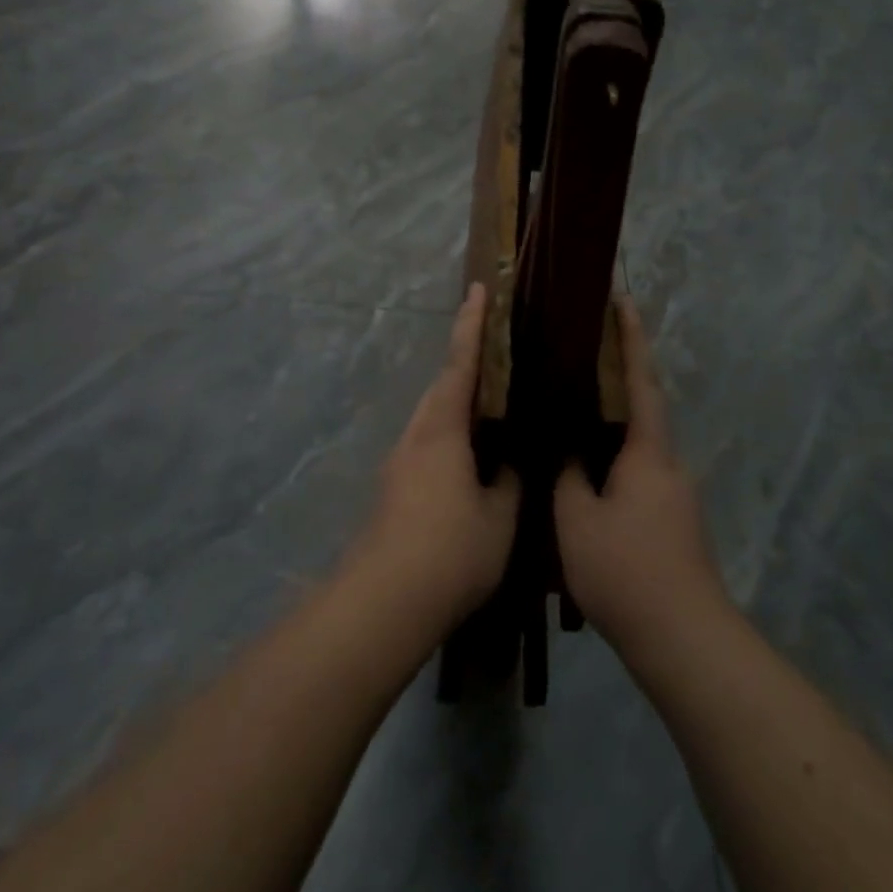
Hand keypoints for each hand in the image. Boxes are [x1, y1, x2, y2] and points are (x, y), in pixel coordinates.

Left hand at [350, 283, 520, 633]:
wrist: (384, 602)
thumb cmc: (450, 550)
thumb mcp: (499, 516)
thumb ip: (508, 482)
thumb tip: (507, 465)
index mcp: (442, 429)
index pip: (461, 363)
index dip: (472, 324)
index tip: (479, 289)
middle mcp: (416, 436)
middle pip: (442, 386)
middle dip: (466, 362)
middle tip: (497, 349)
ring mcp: (400, 464)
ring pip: (433, 417)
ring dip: (458, 401)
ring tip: (491, 404)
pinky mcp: (394, 490)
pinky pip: (429, 444)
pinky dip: (451, 434)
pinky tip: (471, 459)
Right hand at [555, 298, 727, 657]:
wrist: (684, 637)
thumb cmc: (626, 570)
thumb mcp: (577, 520)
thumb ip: (569, 477)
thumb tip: (568, 451)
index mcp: (648, 452)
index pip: (641, 380)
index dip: (631, 339)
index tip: (622, 301)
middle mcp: (669, 463)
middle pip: (643, 408)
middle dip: (620, 377)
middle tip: (582, 354)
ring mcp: (675, 493)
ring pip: (639, 444)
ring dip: (614, 423)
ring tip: (574, 413)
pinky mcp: (673, 520)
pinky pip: (640, 472)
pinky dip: (615, 458)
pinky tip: (588, 474)